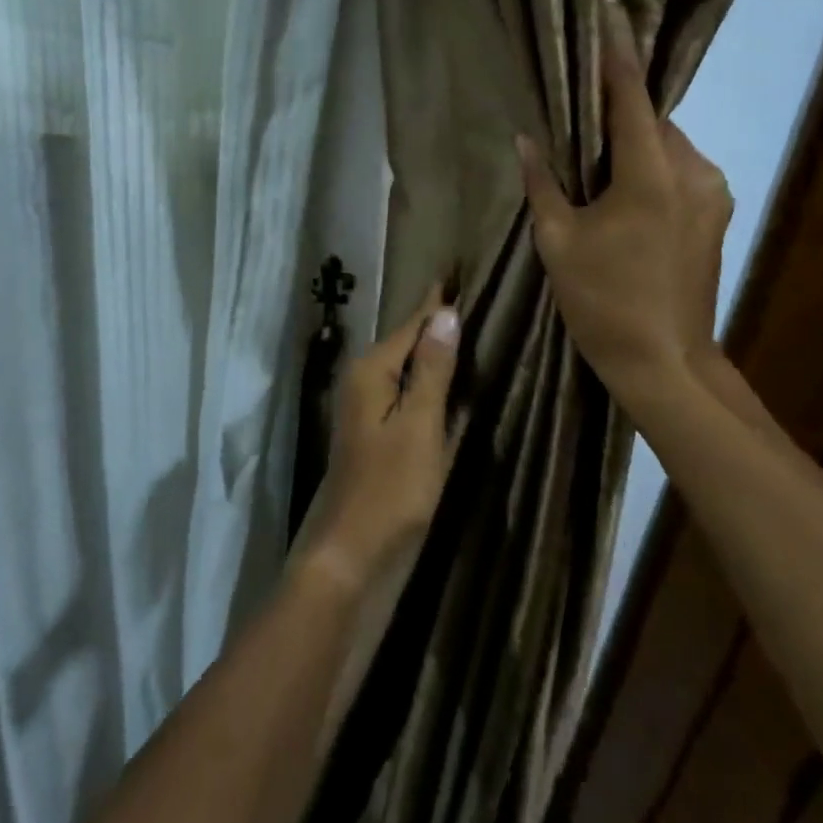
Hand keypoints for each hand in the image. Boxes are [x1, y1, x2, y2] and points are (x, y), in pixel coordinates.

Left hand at [302, 282, 460, 590]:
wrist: (353, 552)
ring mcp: (368, 409)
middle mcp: (364, 382)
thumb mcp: (420, 425)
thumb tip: (445, 313)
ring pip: (406, 369)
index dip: (436, 301)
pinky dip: (428, 382)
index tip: (455, 270)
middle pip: (407, 343)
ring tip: (465, 328)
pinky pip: (406, 394)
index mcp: (372, 372)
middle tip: (469, 295)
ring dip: (433, 351)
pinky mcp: (377, 434)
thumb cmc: (391, 488)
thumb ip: (433, 370)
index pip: (412, 324)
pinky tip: (447, 380)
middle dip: (435, 322)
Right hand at [516, 0, 733, 420]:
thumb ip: (543, 183)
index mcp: (649, 175)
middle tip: (579, 125)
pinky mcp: (718, 213)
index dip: (616, 50)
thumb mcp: (558, 242)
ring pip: (668, 146)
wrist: (663, 361)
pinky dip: (653, 169)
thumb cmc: (602, 302)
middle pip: (651, 120)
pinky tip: (626, 198)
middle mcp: (692, 170)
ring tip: (599, 173)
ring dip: (635, 146)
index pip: (630, 95)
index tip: (607, 7)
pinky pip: (682, 171)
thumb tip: (525, 139)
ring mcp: (713, 193)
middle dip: (618, 114)